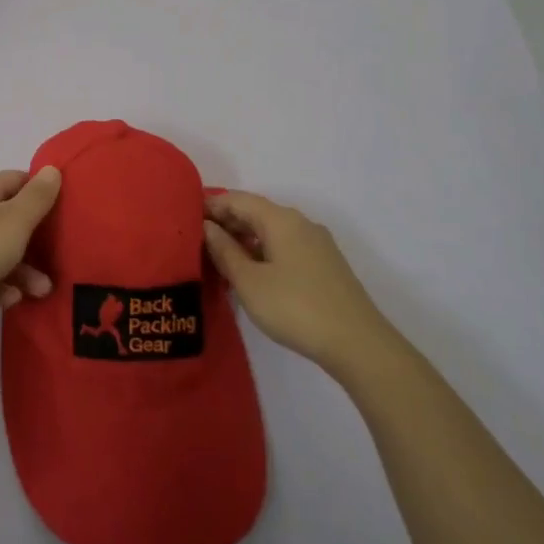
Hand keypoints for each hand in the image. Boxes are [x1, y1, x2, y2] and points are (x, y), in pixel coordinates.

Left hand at [0, 167, 61, 348]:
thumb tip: (52, 169)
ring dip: (23, 270)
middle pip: (11, 219)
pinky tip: (10, 300)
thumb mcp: (14, 221)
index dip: (42, 192)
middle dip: (37, 240)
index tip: (67, 211)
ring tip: (42, 292)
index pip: (19, 180)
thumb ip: (37, 197)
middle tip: (61, 259)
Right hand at [203, 190, 389, 371]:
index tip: (185, 217)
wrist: (358, 343)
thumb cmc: (295, 307)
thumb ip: (224, 251)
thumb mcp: (249, 281)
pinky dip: (262, 251)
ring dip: (244, 239)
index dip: (211, 205)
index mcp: (281, 219)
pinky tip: (250, 272)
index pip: (238, 199)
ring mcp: (316, 244)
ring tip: (218, 257)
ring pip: (271, 231)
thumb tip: (207, 227)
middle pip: (256, 212)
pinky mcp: (324, 265)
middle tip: (196, 239)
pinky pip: (285, 246)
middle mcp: (300, 223)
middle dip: (226, 222)